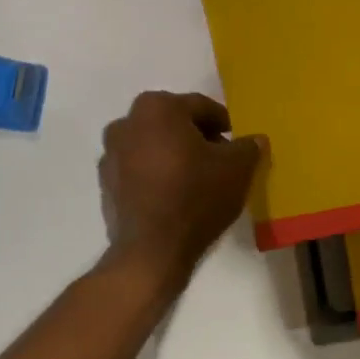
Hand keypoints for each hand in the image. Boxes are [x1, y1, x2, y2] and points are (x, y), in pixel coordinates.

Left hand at [98, 91, 263, 284]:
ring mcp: (110, 154)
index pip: (200, 107)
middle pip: (173, 123)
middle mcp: (127, 123)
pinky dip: (157, 175)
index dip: (223, 123)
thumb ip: (249, 147)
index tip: (237, 141)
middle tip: (221, 158)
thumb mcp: (238, 168)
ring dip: (175, 155)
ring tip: (199, 179)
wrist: (151, 251)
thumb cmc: (196, 197)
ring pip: (154, 145)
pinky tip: (175, 196)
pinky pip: (139, 170)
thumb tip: (254, 140)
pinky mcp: (105, 184)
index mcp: (157, 108)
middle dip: (197, 137)